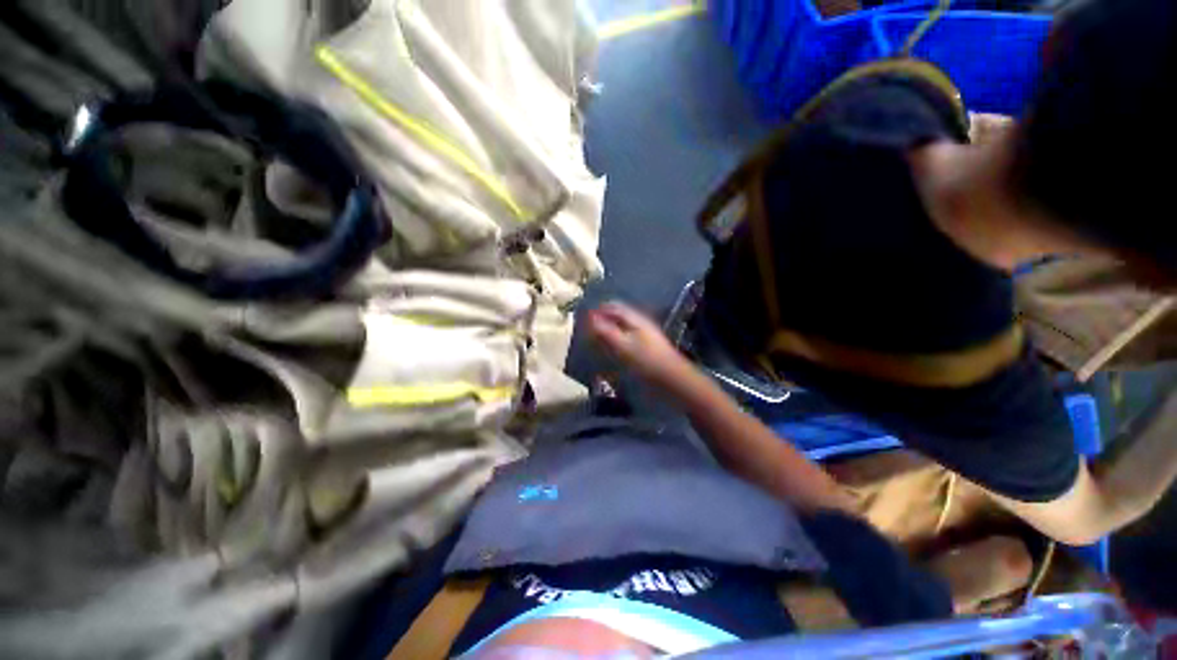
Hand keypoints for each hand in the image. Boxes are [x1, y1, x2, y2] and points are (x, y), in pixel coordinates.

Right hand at [585, 301, 695, 389]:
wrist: (672, 379)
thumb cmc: (646, 361)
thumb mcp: (623, 345)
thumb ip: (605, 331)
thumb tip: (590, 318)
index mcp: (636, 319)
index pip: (615, 307)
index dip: (600, 309)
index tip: (585, 316)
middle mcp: (641, 324)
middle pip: (619, 316)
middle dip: (604, 319)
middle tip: (589, 329)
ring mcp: (646, 336)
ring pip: (624, 327)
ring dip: (610, 330)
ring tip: (597, 339)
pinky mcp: (648, 348)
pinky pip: (628, 338)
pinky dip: (617, 340)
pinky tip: (612, 349)